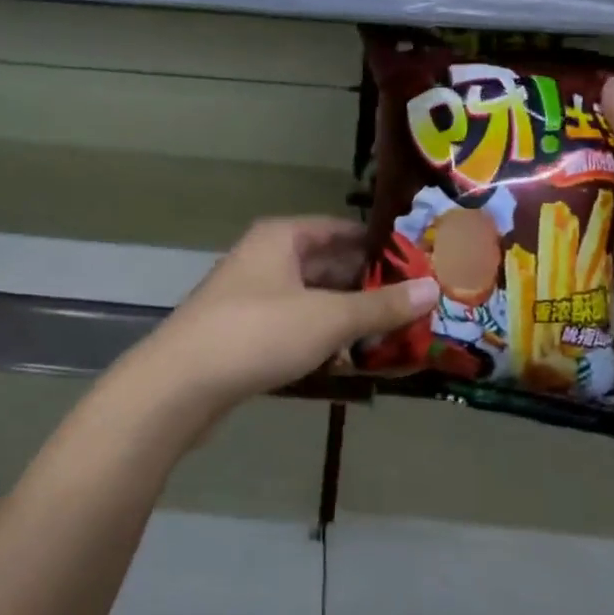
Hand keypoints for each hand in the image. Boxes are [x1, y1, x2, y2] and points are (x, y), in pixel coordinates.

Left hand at [123, 218, 437, 446]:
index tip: (420, 262)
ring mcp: (253, 297)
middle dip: (369, 285)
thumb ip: (381, 306)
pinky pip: (295, 326)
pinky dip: (322, 338)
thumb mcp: (328, 318)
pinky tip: (351, 359)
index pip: (341, 230)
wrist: (180, 384)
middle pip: (328, 265)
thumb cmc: (258, 333)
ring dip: (348, 316)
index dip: (380, 244)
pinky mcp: (245, 333)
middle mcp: (266, 259)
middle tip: (417, 303)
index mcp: (282, 238)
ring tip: (395, 333)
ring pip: (313, 299)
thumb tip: (433, 289)